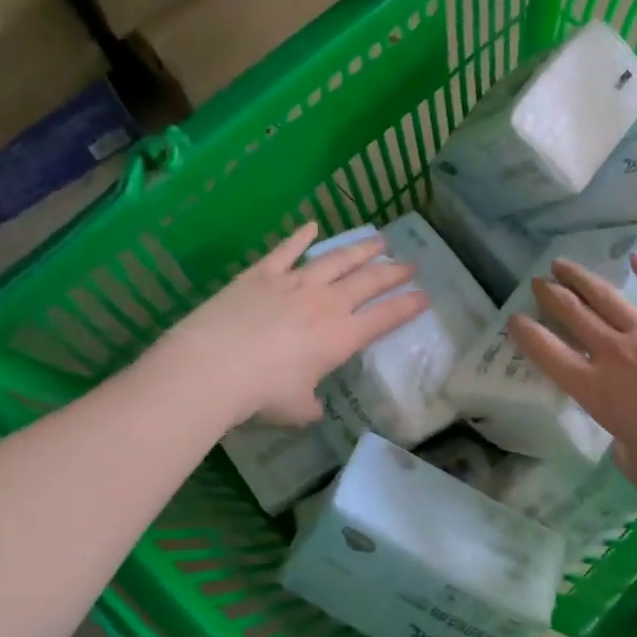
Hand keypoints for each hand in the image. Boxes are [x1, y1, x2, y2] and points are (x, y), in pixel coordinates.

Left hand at [160, 224, 427, 427]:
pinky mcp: (262, 273)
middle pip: (368, 281)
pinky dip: (301, 237)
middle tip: (410, 264)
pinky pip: (287, 250)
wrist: (212, 367)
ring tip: (378, 241)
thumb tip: (313, 406)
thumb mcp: (297, 410)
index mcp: (342, 337)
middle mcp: (326, 303)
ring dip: (360, 249)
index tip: (425, 296)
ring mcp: (294, 283)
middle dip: (394, 272)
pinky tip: (313, 225)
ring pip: (336, 259)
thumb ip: (312, 405)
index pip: (385, 317)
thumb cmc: (261, 395)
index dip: (408, 306)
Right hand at [508, 254, 636, 514]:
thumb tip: (629, 433)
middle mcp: (617, 355)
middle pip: (575, 316)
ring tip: (564, 264)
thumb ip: (622, 443)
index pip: (549, 355)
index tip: (515, 319)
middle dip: (551, 296)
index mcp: (597, 392)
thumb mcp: (635, 465)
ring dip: (583, 279)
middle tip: (537, 282)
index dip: (527, 335)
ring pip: (609, 298)